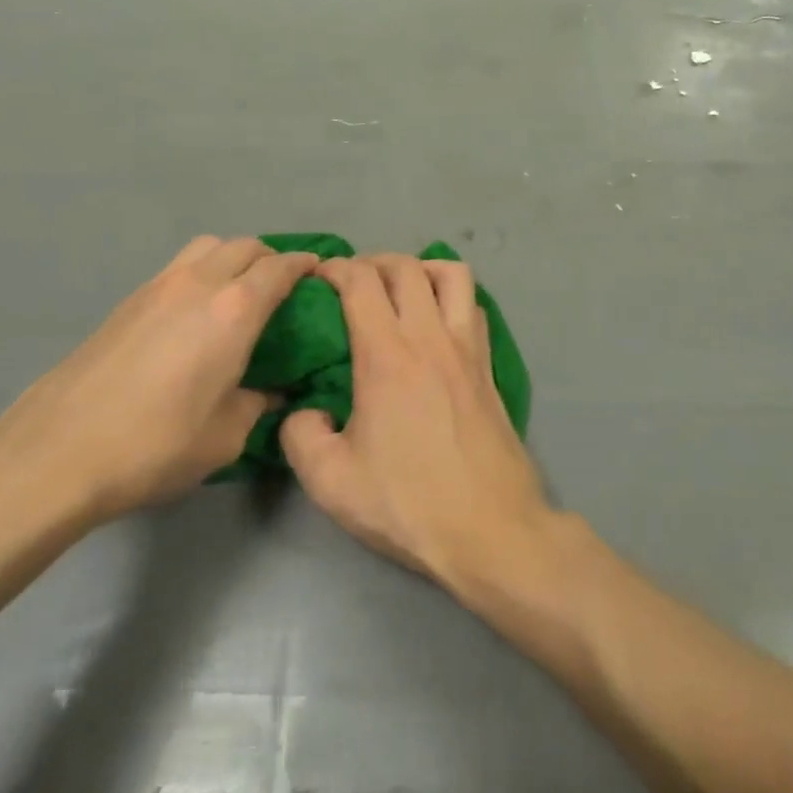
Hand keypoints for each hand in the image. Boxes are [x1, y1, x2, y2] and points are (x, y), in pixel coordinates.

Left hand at [0, 236, 317, 525]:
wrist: (56, 453)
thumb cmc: (155, 445)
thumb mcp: (226, 436)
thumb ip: (257, 404)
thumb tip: (270, 391)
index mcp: (234, 310)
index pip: (280, 268)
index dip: (304, 265)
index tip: (319, 272)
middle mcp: (198, 284)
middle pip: (244, 245)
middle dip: (270, 257)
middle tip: (282, 287)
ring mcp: (156, 287)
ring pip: (206, 247)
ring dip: (231, 257)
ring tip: (237, 291)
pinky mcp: (126, 302)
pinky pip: (177, 268)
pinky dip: (199, 273)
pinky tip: (194, 313)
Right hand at [280, 254, 550, 593]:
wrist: (492, 530)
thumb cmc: (409, 504)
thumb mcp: (330, 481)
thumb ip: (300, 435)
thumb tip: (307, 410)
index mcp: (388, 355)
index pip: (361, 282)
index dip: (335, 269)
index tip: (317, 278)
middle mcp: (431, 337)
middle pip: (405, 267)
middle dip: (372, 262)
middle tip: (352, 285)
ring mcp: (468, 348)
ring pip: (451, 274)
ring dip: (420, 269)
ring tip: (399, 291)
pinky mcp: (489, 366)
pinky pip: (472, 306)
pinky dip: (450, 296)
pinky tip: (435, 323)